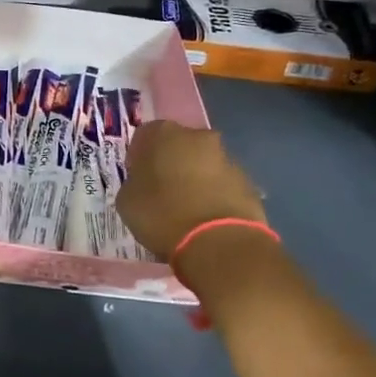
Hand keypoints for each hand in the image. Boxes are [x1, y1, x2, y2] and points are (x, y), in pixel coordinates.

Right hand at [117, 122, 266, 259]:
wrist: (219, 243)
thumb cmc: (162, 215)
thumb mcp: (127, 200)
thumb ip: (134, 183)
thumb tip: (143, 184)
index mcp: (163, 133)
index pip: (144, 136)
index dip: (139, 157)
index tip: (137, 178)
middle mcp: (197, 136)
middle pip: (179, 145)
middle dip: (171, 163)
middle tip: (162, 191)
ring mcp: (227, 158)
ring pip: (203, 164)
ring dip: (195, 179)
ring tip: (186, 210)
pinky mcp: (249, 183)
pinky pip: (223, 184)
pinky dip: (214, 196)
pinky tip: (206, 219)